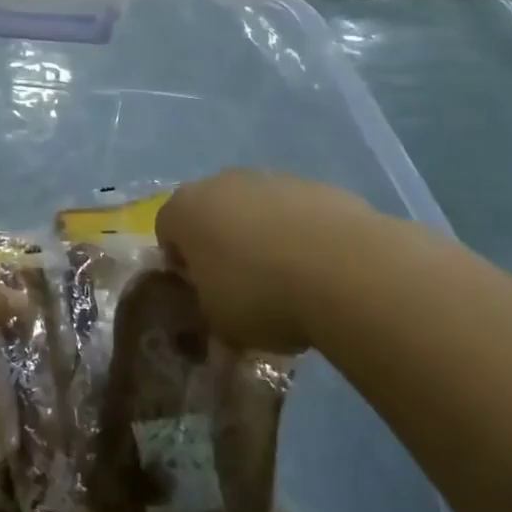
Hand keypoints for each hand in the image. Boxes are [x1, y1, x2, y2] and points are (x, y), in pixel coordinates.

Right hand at [156, 170, 384, 354]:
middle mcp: (222, 183)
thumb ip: (210, 319)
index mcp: (185, 209)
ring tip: (289, 283)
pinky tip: (322, 272)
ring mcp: (272, 179)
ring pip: (257, 211)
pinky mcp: (318, 187)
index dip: (181, 265)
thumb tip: (218, 332)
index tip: (202, 294)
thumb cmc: (259, 295)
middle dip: (222, 246)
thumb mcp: (221, 325)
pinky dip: (303, 236)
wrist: (345, 270)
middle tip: (242, 288)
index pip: (166, 231)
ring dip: (264, 239)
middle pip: (212, 214)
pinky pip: (298, 214)